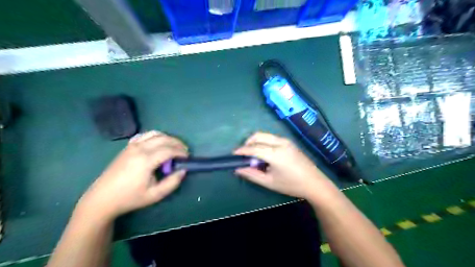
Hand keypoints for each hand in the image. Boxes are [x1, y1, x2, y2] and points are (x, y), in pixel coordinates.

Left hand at [78, 132, 188, 220]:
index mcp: (146, 160)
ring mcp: (132, 146)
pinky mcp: (128, 146)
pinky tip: (158, 144)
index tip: (188, 157)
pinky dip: (155, 137)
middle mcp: (139, 148)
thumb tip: (183, 170)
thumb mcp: (155, 195)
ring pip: (155, 134)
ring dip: (167, 138)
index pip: (169, 150)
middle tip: (184, 151)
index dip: (181, 152)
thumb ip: (172, 182)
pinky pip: (145, 135)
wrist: (103, 198)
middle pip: (164, 139)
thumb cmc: (130, 198)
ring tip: (174, 147)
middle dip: (177, 143)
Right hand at [233, 131, 337, 199]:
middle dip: (247, 142)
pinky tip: (264, 154)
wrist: (314, 183)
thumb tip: (237, 169)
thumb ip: (252, 174)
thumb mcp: (269, 182)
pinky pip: (271, 138)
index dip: (242, 150)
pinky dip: (263, 142)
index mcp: (275, 154)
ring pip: (265, 135)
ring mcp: (286, 141)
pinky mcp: (289, 142)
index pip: (254, 148)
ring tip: (253, 155)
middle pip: (258, 136)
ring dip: (255, 142)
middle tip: (243, 154)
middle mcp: (280, 143)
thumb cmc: (291, 185)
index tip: (233, 154)